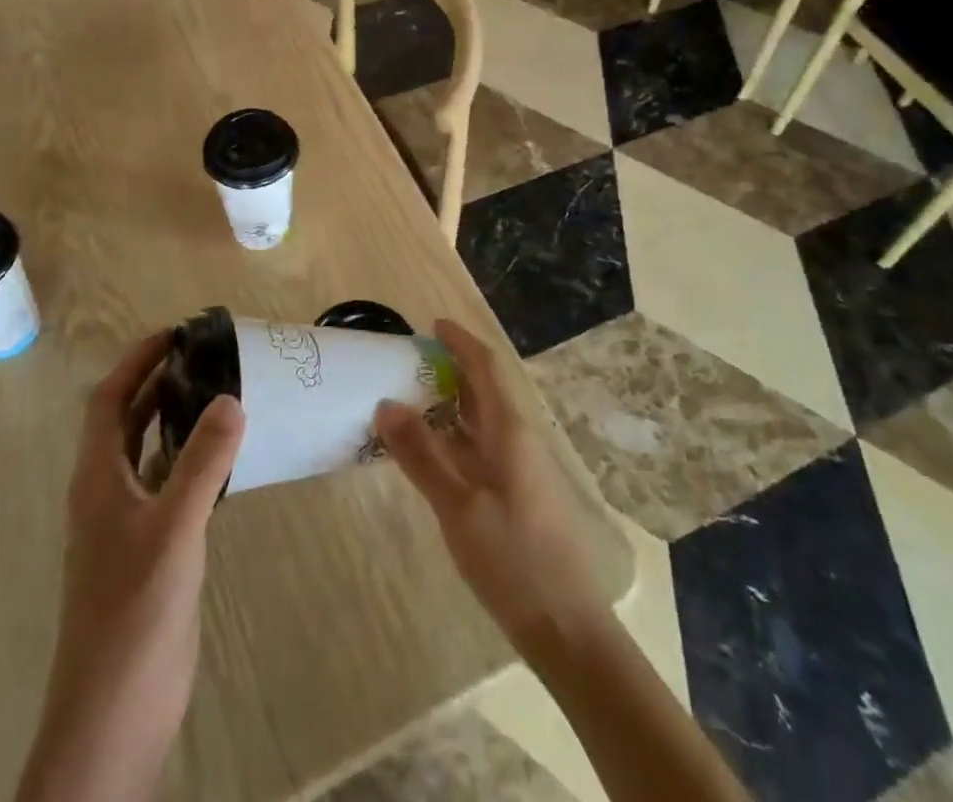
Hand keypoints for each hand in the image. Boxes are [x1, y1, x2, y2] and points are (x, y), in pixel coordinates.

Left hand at [21, 332, 242, 801]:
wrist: (114, 715)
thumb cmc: (133, 613)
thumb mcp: (173, 529)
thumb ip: (203, 463)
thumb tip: (231, 398)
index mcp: (98, 479)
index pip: (110, 401)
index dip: (137, 361)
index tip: (177, 332)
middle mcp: (108, 492)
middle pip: (129, 420)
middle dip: (162, 381)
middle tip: (209, 354)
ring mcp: (129, 523)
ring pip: (152, 452)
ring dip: (179, 418)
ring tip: (224, 390)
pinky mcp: (152, 549)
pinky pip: (172, 485)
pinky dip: (194, 460)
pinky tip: (229, 457)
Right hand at [375, 319, 605, 658]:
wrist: (566, 627)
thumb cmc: (513, 559)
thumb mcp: (458, 506)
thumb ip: (421, 455)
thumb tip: (386, 404)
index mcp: (510, 430)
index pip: (486, 367)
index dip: (461, 341)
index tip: (432, 325)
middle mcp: (518, 438)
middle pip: (483, 390)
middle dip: (449, 370)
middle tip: (406, 364)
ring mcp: (520, 467)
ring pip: (481, 420)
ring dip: (449, 405)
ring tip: (409, 401)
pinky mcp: (517, 493)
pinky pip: (481, 448)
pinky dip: (454, 438)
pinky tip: (429, 453)